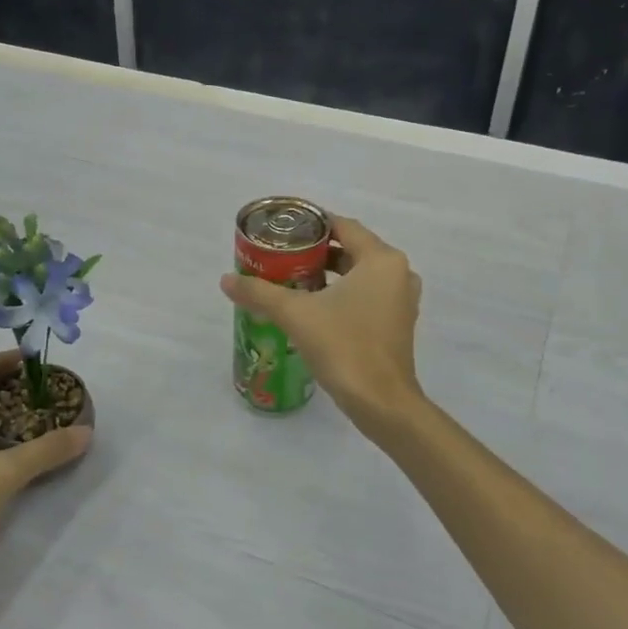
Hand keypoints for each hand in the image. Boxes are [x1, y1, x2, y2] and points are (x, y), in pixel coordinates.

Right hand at [219, 216, 423, 430]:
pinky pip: (368, 296)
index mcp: (381, 260)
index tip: (282, 231)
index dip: (311, 225)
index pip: (343, 226)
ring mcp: (402, 300)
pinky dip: (344, 294)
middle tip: (281, 256)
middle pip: (352, 249)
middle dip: (316, 252)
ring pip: (360, 274)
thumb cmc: (344, 346)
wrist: (381, 403)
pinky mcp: (398, 324)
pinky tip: (314, 307)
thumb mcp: (296, 314)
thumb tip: (226, 280)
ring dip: (329, 274)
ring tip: (292, 280)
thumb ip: (260, 292)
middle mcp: (399, 273)